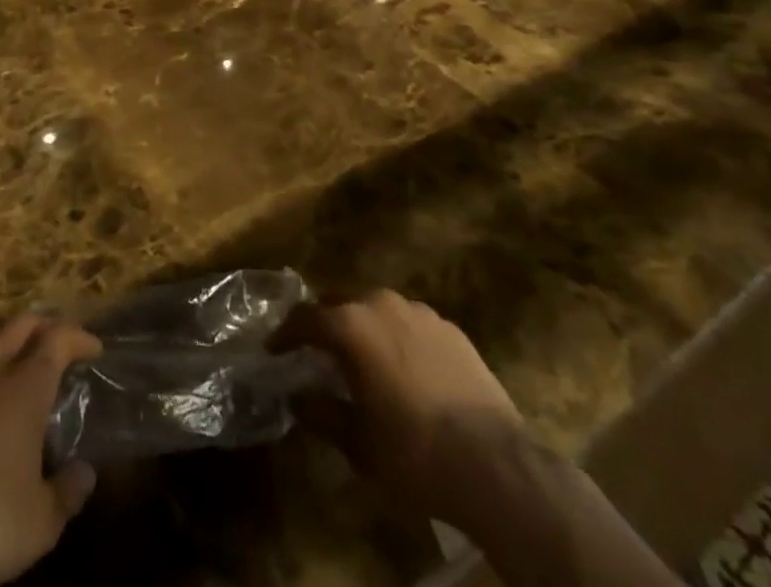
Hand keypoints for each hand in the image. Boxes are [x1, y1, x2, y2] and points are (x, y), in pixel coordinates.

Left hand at [0, 316, 101, 586]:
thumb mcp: (41, 523)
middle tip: (55, 344)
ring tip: (9, 362)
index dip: (79, 337)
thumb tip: (84, 473)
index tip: (92, 348)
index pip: (59, 338)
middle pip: (21, 324)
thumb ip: (68, 492)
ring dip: (2, 343)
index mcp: (25, 387)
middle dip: (43, 327)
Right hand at [279, 289, 525, 529]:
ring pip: (377, 310)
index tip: (274, 349)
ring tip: (362, 359)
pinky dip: (397, 338)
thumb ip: (321, 412)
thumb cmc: (415, 453)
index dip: (285, 334)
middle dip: (325, 325)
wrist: (496, 466)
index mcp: (351, 325)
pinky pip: (410, 324)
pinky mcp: (451, 328)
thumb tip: (297, 395)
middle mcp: (381, 304)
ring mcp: (420, 312)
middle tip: (316, 352)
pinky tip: (405, 370)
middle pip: (340, 304)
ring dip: (363, 328)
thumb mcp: (357, 443)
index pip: (305, 318)